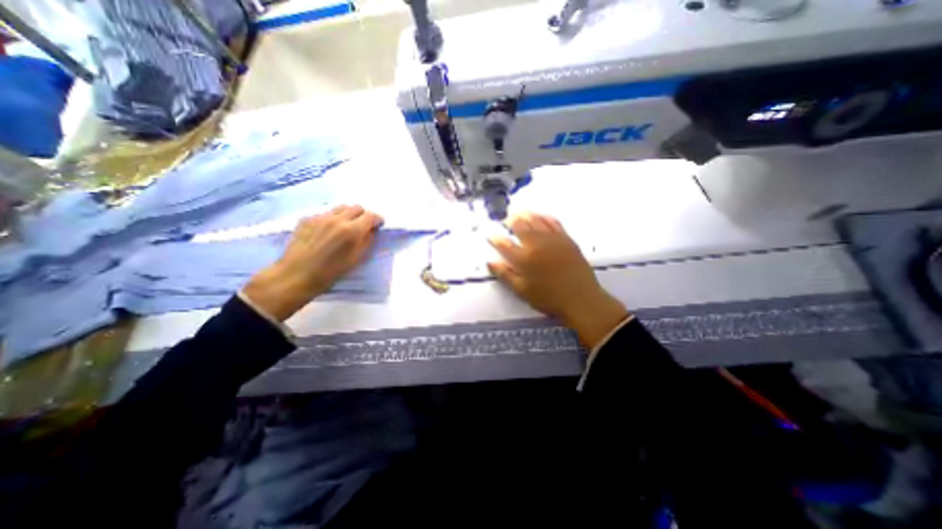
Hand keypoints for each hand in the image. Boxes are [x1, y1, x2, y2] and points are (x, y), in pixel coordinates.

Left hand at [242, 205, 381, 321]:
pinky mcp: (306, 219)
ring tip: (344, 228)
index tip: (378, 225)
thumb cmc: (330, 272)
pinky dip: (331, 219)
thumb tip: (371, 231)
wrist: (296, 276)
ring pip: (340, 208)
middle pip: (356, 207)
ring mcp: (320, 217)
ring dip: (347, 215)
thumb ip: (367, 241)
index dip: (377, 220)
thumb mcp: (356, 259)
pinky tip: (327, 232)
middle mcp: (337, 219)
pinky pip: (325, 213)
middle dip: (363, 215)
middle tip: (362, 227)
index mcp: (352, 231)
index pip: (371, 216)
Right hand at [486, 213, 630, 347]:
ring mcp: (552, 239)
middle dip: (510, 220)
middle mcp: (536, 244)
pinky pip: (553, 222)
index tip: (489, 234)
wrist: (580, 298)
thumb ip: (505, 274)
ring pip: (536, 220)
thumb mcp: (522, 290)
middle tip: (505, 218)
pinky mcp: (566, 238)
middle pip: (520, 226)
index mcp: (523, 259)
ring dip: (526, 214)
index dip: (494, 238)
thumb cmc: (548, 298)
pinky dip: (545, 217)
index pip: (504, 244)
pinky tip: (541, 215)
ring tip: (519, 212)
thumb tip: (490, 261)